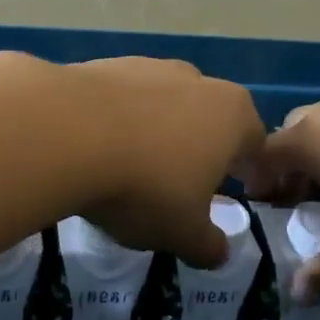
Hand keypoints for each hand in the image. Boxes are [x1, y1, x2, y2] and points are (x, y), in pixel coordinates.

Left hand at [63, 57, 266, 268]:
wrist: (64, 133)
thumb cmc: (143, 186)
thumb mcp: (182, 233)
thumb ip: (208, 246)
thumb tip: (219, 254)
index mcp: (231, 115)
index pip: (254, 144)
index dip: (248, 171)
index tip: (236, 194)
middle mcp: (195, 80)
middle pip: (208, 119)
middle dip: (200, 149)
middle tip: (183, 184)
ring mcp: (147, 66)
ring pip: (162, 104)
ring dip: (155, 132)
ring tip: (133, 167)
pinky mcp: (102, 65)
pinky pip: (119, 100)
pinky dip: (115, 121)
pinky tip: (95, 148)